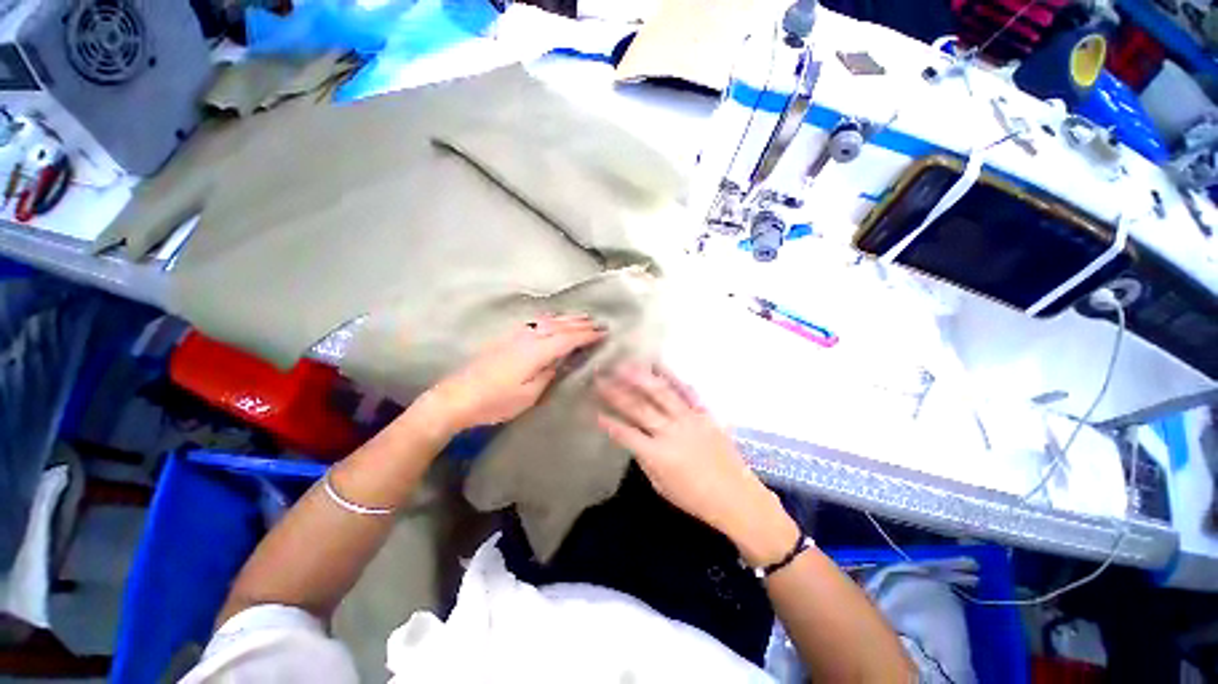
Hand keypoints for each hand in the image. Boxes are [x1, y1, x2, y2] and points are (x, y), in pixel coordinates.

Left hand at [424, 314, 604, 433]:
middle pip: (559, 325)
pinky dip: (550, 319)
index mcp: (537, 351)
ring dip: (566, 318)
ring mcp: (515, 335)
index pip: (568, 338)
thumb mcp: (529, 394)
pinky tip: (552, 320)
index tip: (603, 332)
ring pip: (547, 321)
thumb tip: (561, 359)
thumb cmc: (496, 401)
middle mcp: (528, 337)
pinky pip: (535, 323)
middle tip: (598, 322)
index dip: (587, 335)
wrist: (457, 396)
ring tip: (581, 317)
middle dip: (580, 323)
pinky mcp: (506, 338)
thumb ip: (549, 373)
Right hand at [594, 363, 798, 565]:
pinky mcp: (703, 413)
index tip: (592, 408)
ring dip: (640, 377)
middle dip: (616, 392)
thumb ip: (645, 458)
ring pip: (660, 393)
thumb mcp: (661, 485)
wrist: (736, 497)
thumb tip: (634, 438)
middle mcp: (670, 432)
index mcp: (657, 455)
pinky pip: (686, 391)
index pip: (625, 433)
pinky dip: (671, 376)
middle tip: (600, 377)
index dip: (607, 421)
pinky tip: (659, 364)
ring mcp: (689, 419)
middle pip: (638, 407)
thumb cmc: (695, 498)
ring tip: (624, 365)